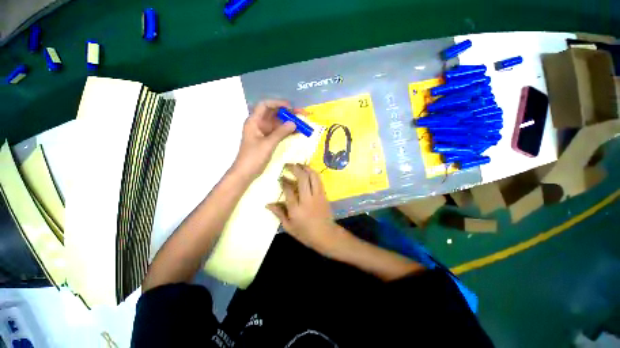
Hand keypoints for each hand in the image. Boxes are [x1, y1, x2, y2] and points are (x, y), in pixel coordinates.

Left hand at [231, 100, 296, 178]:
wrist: (245, 173)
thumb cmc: (253, 157)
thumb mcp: (268, 144)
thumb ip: (281, 133)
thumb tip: (294, 123)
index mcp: (254, 121)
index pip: (265, 105)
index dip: (278, 103)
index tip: (291, 107)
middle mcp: (258, 124)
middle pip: (273, 114)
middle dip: (287, 113)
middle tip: (301, 114)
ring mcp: (263, 133)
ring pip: (277, 123)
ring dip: (288, 123)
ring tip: (302, 123)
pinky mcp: (267, 140)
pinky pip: (278, 132)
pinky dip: (286, 131)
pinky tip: (296, 132)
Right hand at [267, 164, 342, 253]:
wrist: (326, 235)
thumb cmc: (305, 233)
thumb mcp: (289, 227)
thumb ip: (279, 213)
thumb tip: (267, 204)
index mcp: (296, 209)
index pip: (288, 189)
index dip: (283, 181)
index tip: (280, 177)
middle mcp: (307, 199)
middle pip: (302, 178)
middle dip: (294, 168)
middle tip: (288, 165)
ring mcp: (317, 196)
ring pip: (312, 176)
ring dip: (305, 167)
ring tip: (299, 164)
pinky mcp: (324, 194)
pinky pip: (319, 180)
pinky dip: (313, 173)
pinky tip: (308, 170)